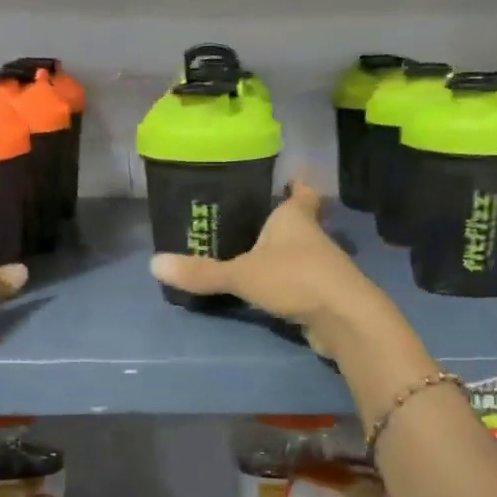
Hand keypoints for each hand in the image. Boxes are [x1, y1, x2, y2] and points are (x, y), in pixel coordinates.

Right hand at [149, 183, 395, 359]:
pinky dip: (287, 283)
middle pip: (300, 222)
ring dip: (283, 254)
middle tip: (252, 218)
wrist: (343, 319)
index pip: (301, 192)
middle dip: (281, 221)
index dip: (297, 184)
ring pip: (300, 253)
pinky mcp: (325, 295)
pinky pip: (301, 282)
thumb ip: (202, 272)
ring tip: (253, 253)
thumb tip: (153, 264)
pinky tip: (268, 289)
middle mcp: (312, 236)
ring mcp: (323, 266)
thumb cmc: (294, 278)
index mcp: (295, 218)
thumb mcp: (241, 274)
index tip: (291, 177)